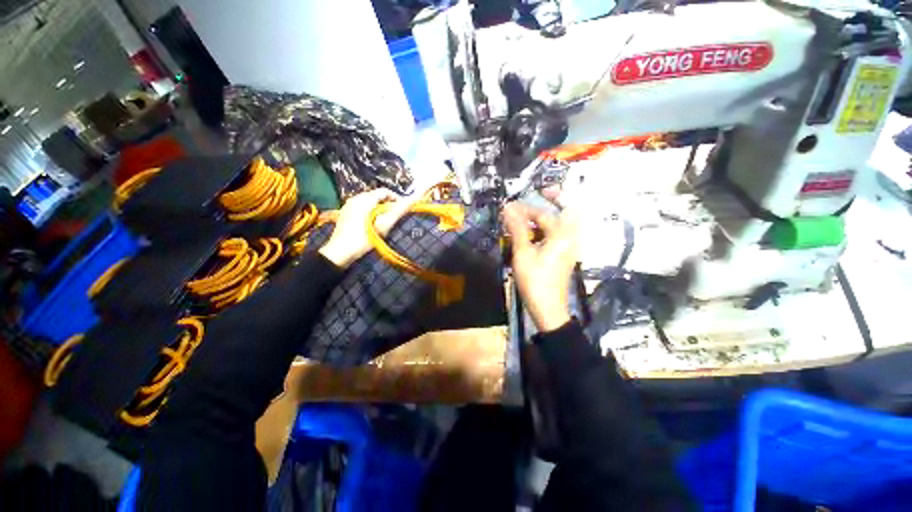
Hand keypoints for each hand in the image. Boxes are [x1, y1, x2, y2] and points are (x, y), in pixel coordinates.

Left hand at [319, 189, 411, 267]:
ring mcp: (348, 206)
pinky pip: (361, 208)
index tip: (403, 209)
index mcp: (365, 199)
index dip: (396, 198)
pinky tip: (371, 224)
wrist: (340, 252)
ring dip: (379, 209)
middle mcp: (355, 198)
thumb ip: (399, 211)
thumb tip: (414, 199)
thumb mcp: (384, 225)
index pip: (385, 191)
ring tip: (384, 222)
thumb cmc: (364, 238)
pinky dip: (370, 212)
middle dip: (387, 204)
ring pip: (369, 202)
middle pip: (376, 196)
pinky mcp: (344, 214)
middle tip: (395, 217)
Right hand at [503, 202, 578, 332]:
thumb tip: (508, 208)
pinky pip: (555, 236)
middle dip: (541, 208)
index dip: (524, 209)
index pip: (543, 214)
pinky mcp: (564, 256)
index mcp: (561, 235)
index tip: (508, 208)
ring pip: (557, 226)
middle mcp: (569, 238)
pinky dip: (543, 232)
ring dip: (540, 221)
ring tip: (521, 223)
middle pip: (558, 214)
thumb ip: (517, 228)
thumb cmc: (534, 280)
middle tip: (523, 207)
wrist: (547, 308)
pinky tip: (529, 238)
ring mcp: (569, 248)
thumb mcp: (523, 253)